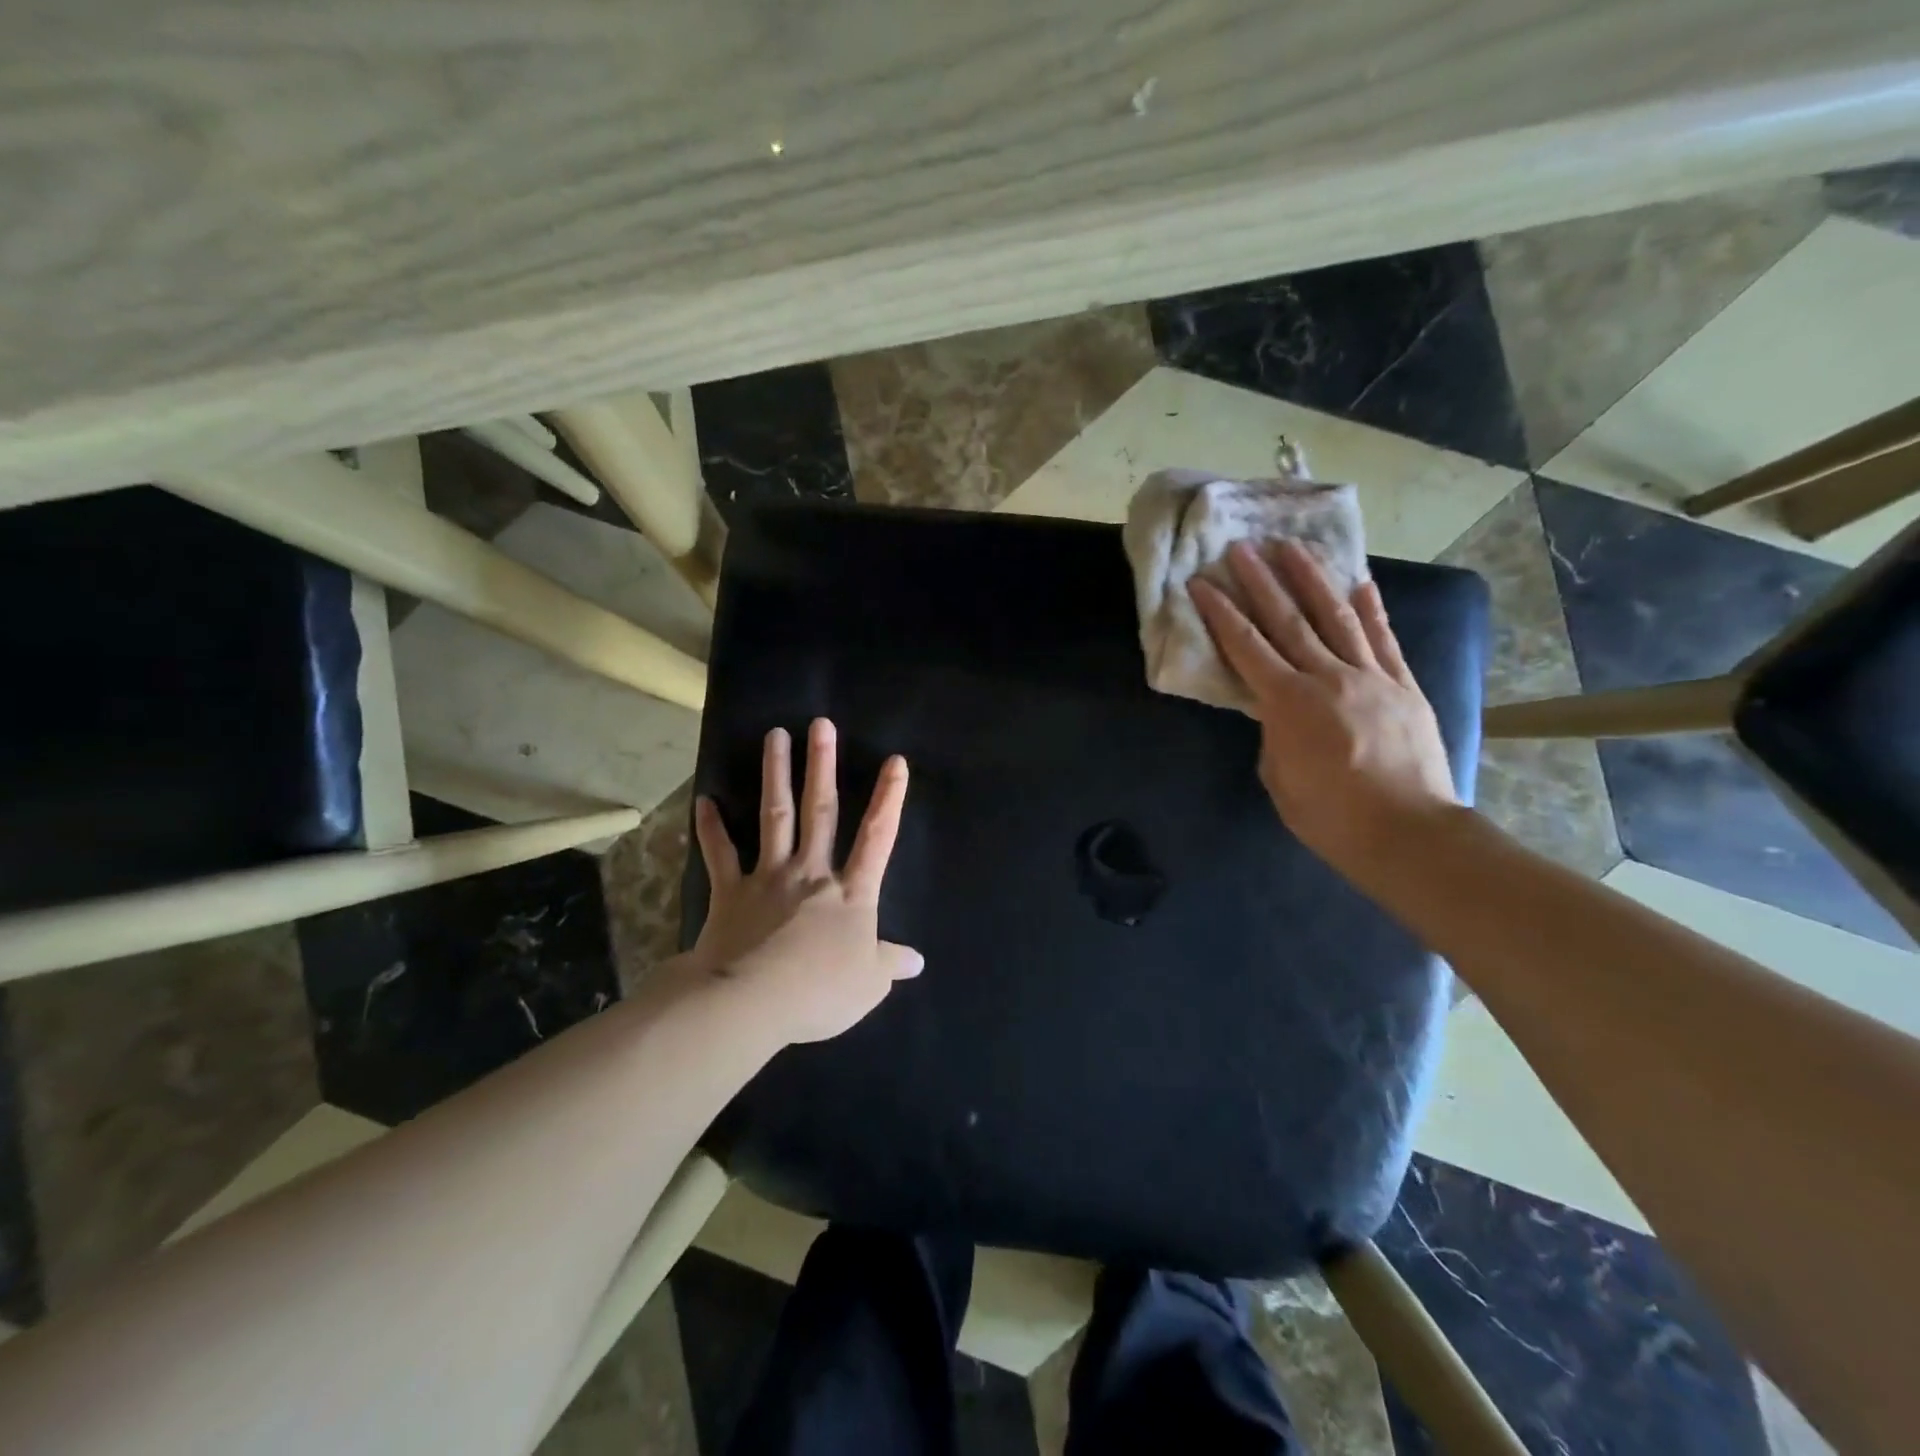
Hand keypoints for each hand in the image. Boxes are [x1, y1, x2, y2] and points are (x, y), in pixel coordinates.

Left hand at [687, 718, 922, 1044]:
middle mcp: (811, 872)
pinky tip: (705, 800)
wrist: (749, 1003)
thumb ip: (890, 964)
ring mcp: (768, 877)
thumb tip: (917, 960)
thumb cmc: (817, 992)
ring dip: (776, 775)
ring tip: (775, 735)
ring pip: (776, 817)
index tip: (895, 761)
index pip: (877, 837)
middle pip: (820, 811)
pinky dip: (711, 828)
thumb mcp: (868, 985)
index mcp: (850, 893)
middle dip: (822, 766)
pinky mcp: (731, 892)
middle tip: (821, 724)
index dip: (889, 799)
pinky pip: (721, 854)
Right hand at [1189, 541, 1458, 875]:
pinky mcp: (1404, 686)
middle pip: (1288, 619)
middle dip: (1261, 581)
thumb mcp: (1278, 777)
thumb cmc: (1330, 815)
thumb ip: (1273, 733)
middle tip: (1242, 547)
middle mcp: (1328, 677)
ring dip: (1311, 579)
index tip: (1202, 582)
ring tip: (1292, 547)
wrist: (1407, 833)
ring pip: (1336, 617)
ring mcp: (1371, 676)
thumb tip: (1278, 711)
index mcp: (1289, 703)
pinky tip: (1360, 583)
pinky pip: (1384, 640)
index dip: (1221, 612)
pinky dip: (1371, 610)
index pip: (1246, 646)